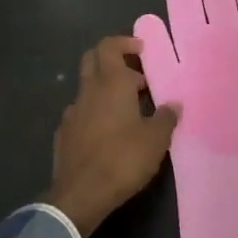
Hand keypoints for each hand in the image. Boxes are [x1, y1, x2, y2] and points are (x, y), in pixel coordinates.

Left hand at [48, 36, 180, 237]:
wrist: (80, 195)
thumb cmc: (123, 160)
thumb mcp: (156, 140)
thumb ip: (166, 117)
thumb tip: (173, 104)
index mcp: (111, 84)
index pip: (109, 46)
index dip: (125, 42)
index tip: (142, 50)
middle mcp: (88, 91)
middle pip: (93, 59)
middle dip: (113, 60)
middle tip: (136, 76)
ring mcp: (72, 112)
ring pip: (87, 87)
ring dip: (105, 89)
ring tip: (129, 109)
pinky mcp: (63, 134)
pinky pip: (81, 112)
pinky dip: (95, 112)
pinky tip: (108, 132)